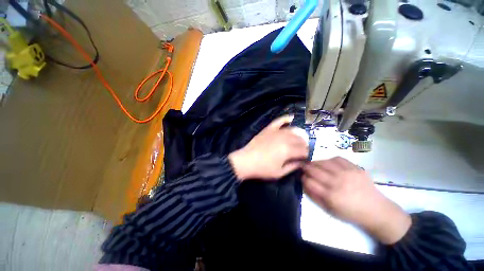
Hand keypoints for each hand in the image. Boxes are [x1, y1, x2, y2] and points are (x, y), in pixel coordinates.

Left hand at [228, 115, 308, 180]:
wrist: (246, 161)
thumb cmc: (262, 169)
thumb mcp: (280, 173)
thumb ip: (293, 166)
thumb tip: (302, 162)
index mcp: (288, 150)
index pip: (304, 150)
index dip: (308, 154)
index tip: (307, 157)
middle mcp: (284, 138)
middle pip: (300, 140)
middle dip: (305, 145)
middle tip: (304, 150)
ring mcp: (276, 132)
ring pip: (293, 130)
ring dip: (299, 134)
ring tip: (300, 139)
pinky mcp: (268, 129)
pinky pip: (279, 121)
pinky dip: (286, 118)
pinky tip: (291, 118)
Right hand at [302, 157, 410, 243]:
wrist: (376, 210)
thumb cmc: (350, 212)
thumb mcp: (329, 209)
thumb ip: (314, 196)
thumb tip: (303, 183)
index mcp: (330, 196)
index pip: (309, 181)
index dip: (302, 177)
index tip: (302, 177)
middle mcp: (337, 182)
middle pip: (314, 170)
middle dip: (305, 167)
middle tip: (303, 167)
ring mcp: (347, 173)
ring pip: (323, 162)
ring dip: (315, 162)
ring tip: (314, 164)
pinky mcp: (355, 168)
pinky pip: (337, 158)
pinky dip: (329, 159)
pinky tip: (328, 163)